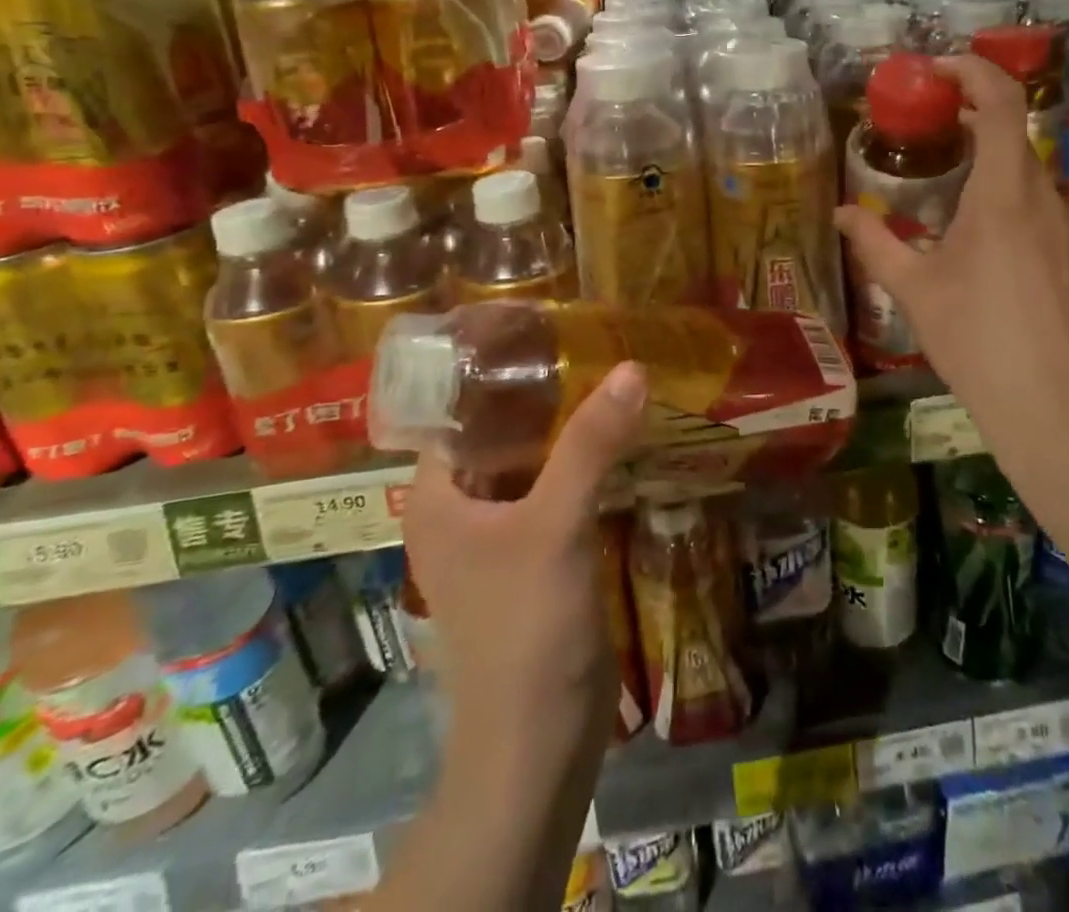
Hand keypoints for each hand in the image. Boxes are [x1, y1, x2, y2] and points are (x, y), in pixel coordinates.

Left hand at [402, 361, 648, 746]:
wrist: (539, 741)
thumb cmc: (524, 628)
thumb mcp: (555, 525)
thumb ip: (590, 445)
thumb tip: (631, 367)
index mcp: (437, 495)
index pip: (457, 409)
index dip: (494, 367)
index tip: (543, 328)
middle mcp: (461, 508)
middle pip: (500, 431)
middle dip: (544, 393)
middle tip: (592, 345)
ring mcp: (498, 534)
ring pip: (533, 460)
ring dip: (569, 428)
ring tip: (613, 377)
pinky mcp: (535, 554)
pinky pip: (556, 491)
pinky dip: (583, 464)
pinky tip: (622, 437)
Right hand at [835, 56, 1068, 471]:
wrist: (1051, 402)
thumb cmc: (976, 337)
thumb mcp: (913, 288)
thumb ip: (874, 242)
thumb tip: (840, 213)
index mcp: (1003, 193)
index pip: (1001, 103)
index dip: (972, 71)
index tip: (935, 70)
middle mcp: (1042, 195)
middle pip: (1013, 130)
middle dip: (971, 112)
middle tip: (926, 122)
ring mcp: (1065, 222)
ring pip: (1026, 165)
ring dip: (989, 152)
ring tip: (945, 170)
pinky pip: (1037, 197)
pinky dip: (1005, 186)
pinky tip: (976, 224)